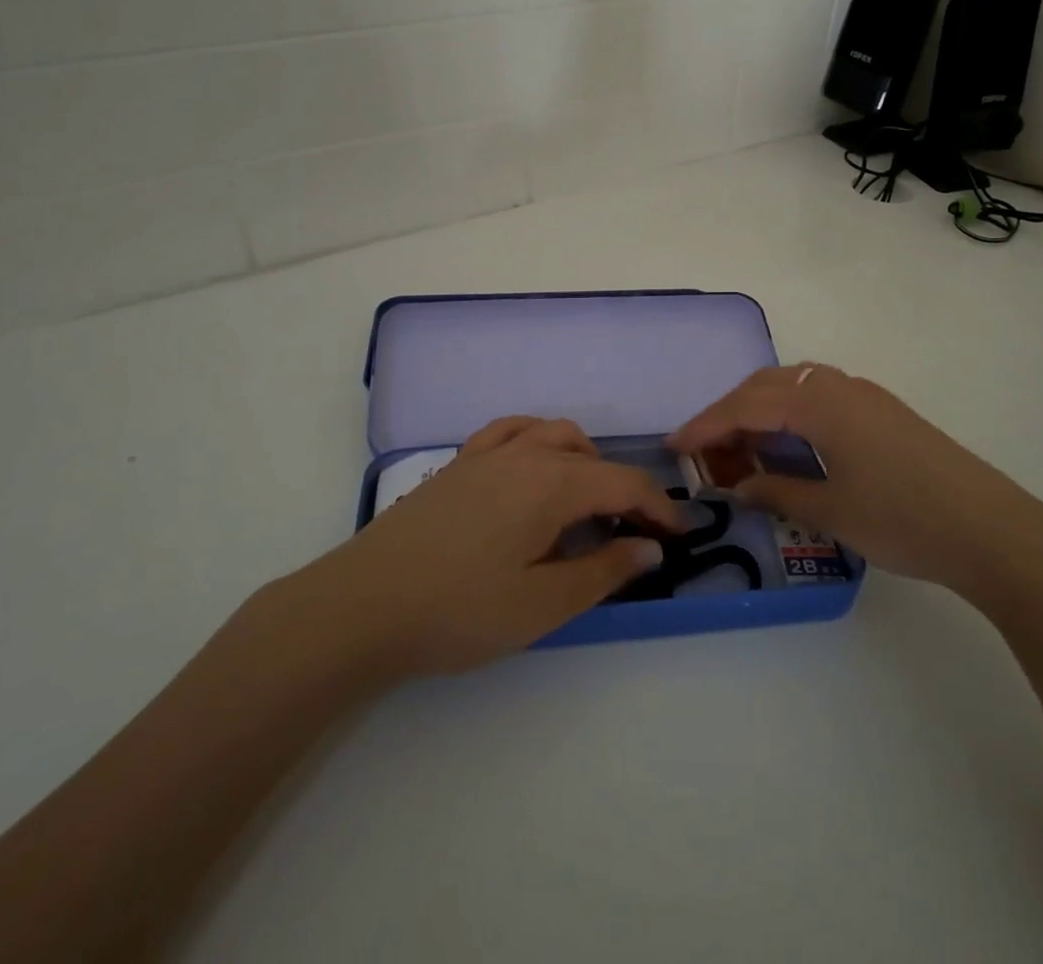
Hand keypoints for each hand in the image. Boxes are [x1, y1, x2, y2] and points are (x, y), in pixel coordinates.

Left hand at [307, 416, 680, 676]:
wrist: (363, 604)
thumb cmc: (459, 610)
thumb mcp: (542, 604)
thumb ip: (603, 572)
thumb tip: (650, 547)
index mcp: (552, 483)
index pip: (623, 484)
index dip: (658, 508)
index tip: (679, 536)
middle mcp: (525, 453)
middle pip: (592, 457)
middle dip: (623, 489)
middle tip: (634, 533)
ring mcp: (486, 453)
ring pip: (553, 434)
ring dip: (583, 461)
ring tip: (587, 502)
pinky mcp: (458, 464)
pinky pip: (510, 431)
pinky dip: (537, 441)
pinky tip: (531, 469)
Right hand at [670, 365, 1042, 598]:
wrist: (995, 532)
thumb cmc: (904, 520)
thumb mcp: (831, 511)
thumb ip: (777, 491)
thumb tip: (737, 485)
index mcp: (820, 404)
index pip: (746, 406)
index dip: (707, 426)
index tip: (675, 446)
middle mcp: (840, 387)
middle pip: (767, 385)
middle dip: (729, 412)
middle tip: (705, 448)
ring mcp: (866, 396)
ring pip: (795, 385)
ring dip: (761, 408)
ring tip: (743, 444)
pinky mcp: (885, 412)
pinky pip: (820, 396)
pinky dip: (791, 412)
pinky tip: (791, 442)